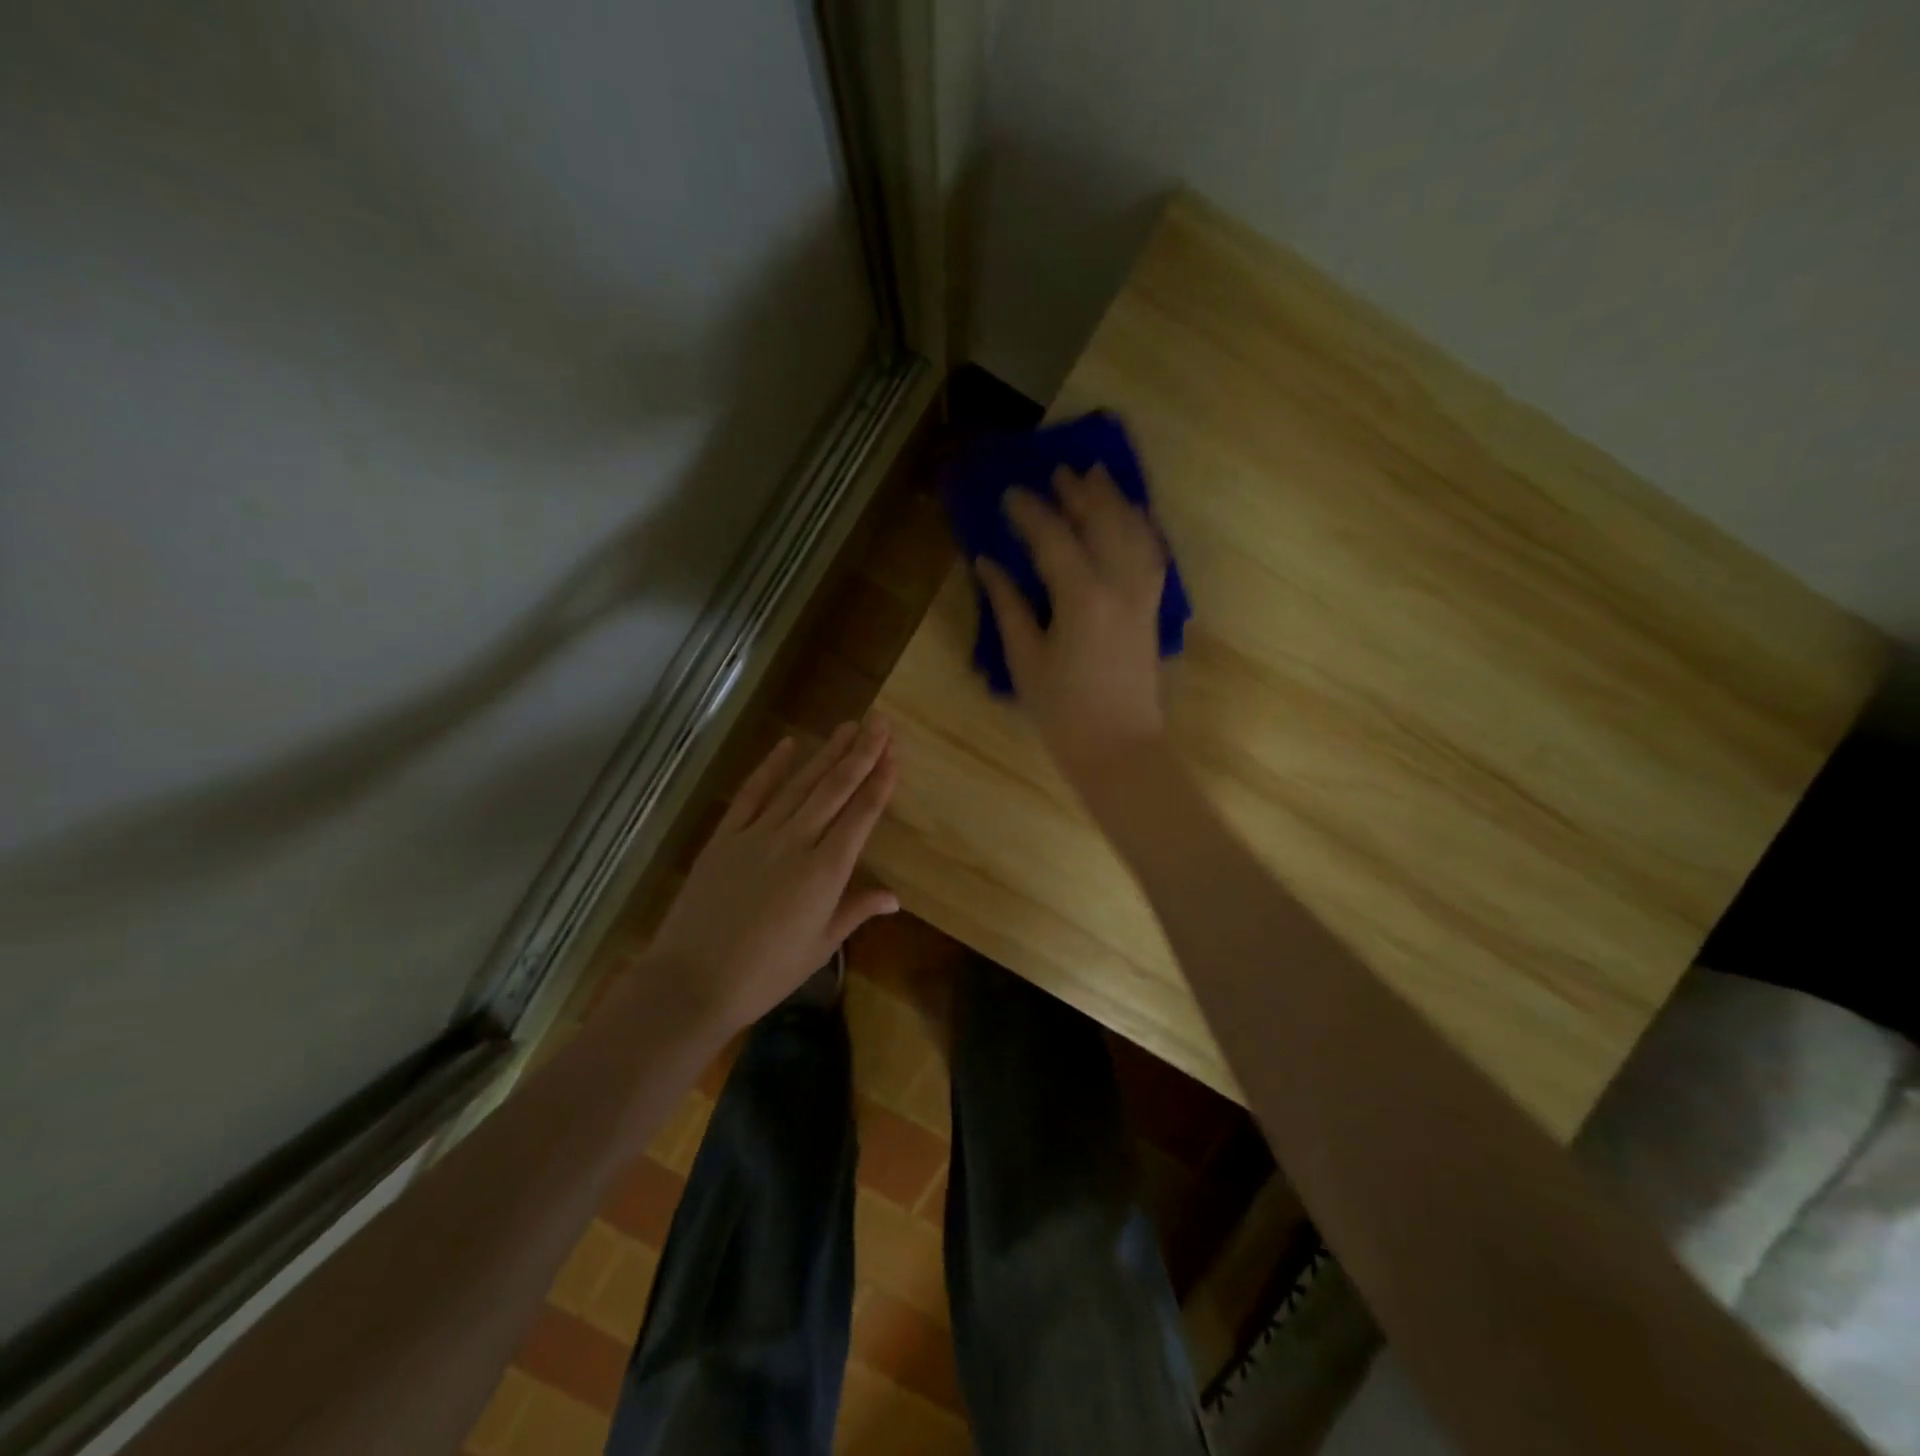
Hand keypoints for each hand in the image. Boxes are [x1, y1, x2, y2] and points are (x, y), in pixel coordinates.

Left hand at [646, 719, 899, 1029]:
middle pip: (834, 789)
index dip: (880, 781)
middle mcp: (796, 842)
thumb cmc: (765, 973)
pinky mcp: (725, 837)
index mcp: (825, 871)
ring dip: (826, 754)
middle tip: (879, 722)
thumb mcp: (819, 946)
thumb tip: (894, 897)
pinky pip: (752, 794)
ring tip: (848, 727)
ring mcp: (757, 835)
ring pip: (800, 785)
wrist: (692, 981)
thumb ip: (856, 911)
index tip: (894, 752)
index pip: (861, 815)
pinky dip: (771, 767)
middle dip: (860, 753)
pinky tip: (789, 744)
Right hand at [976, 466, 1169, 786]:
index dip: (1030, 512)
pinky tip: (1134, 516)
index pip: (1053, 538)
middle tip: (1057, 472)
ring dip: (1115, 499)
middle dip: (1079, 492)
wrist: (1119, 748)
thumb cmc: (1063, 712)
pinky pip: (1153, 554)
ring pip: (1134, 531)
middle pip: (1102, 522)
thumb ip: (1008, 606)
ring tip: (1096, 476)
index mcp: (1081, 597)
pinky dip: (1143, 527)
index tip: (1010, 493)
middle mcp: (1119, 585)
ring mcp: (1142, 595)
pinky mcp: (1152, 609)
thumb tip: (988, 564)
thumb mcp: (1025, 659)